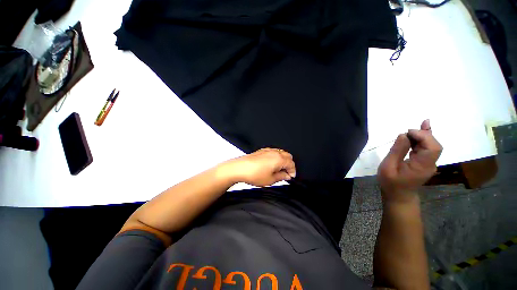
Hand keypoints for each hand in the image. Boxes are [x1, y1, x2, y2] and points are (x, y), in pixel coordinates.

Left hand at [221, 148, 295, 186]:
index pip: (291, 164)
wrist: (239, 168)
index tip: (290, 177)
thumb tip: (286, 175)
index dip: (293, 171)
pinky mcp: (262, 150)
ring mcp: (268, 150)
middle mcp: (275, 152)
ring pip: (281, 153)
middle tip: (285, 174)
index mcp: (279, 159)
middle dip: (289, 165)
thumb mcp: (270, 179)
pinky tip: (271, 165)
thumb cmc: (253, 174)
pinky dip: (276, 158)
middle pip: (288, 157)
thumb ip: (281, 177)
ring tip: (278, 170)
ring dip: (283, 161)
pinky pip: (273, 152)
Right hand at [377, 119, 442, 203]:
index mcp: (422, 166)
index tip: (407, 133)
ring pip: (431, 146)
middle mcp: (430, 164)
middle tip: (407, 131)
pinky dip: (423, 139)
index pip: (432, 147)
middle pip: (434, 145)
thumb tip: (403, 135)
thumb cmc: (391, 182)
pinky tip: (422, 130)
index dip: (424, 136)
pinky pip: (426, 149)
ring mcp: (429, 163)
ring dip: (423, 135)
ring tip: (419, 124)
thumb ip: (397, 151)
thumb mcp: (388, 166)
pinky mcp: (424, 162)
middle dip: (423, 134)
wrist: (398, 195)